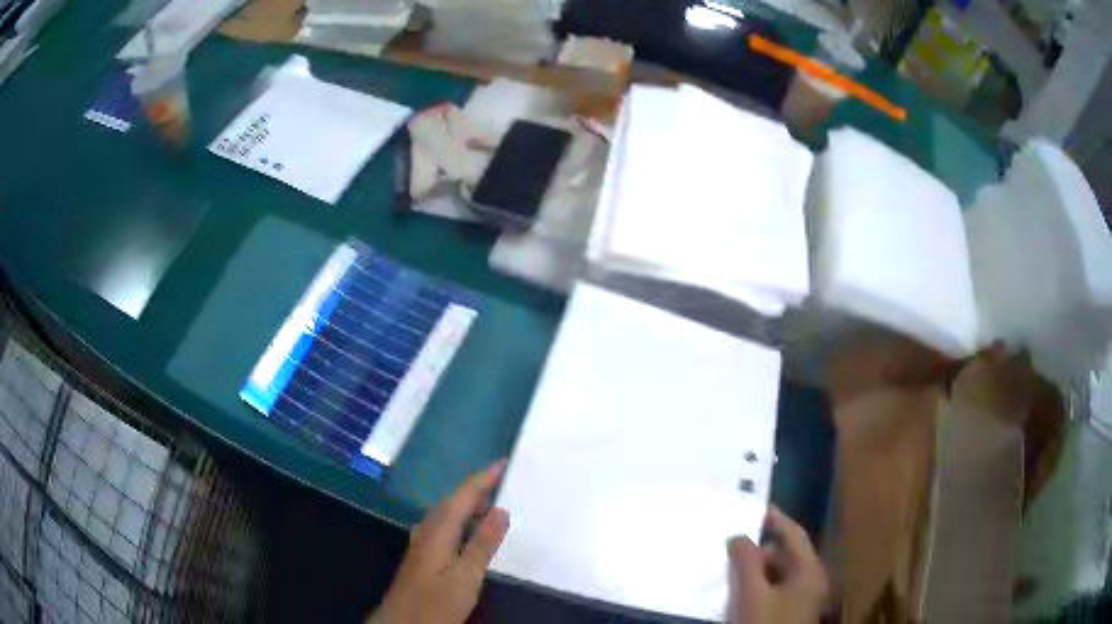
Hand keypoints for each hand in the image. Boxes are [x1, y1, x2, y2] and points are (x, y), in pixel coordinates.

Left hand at [369, 461, 509, 623]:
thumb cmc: (436, 603)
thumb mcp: (466, 577)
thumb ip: (483, 544)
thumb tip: (501, 510)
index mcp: (438, 532)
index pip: (462, 497)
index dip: (482, 479)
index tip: (503, 462)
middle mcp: (427, 531)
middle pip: (451, 502)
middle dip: (475, 489)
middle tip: (502, 483)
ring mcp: (421, 544)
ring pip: (445, 514)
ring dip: (467, 505)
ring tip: (491, 506)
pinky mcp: (421, 557)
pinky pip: (443, 527)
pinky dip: (460, 521)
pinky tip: (468, 533)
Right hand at [728, 507, 828, 623]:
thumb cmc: (766, 623)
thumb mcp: (752, 593)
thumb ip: (746, 561)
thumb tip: (739, 536)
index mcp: (810, 571)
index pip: (795, 535)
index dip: (777, 519)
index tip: (757, 507)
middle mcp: (811, 580)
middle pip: (787, 555)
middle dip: (761, 549)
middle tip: (733, 544)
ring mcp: (803, 598)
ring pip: (780, 573)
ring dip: (758, 567)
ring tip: (732, 566)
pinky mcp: (792, 612)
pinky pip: (776, 588)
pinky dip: (760, 583)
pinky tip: (741, 588)